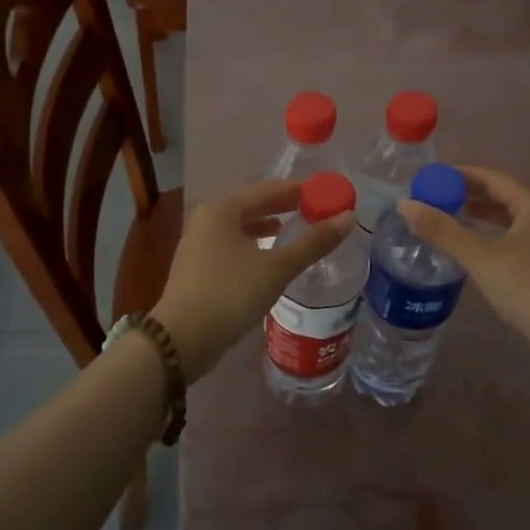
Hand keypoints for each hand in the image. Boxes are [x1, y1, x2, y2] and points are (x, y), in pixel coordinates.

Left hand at [151, 179, 353, 379]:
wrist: (182, 339)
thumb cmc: (230, 295)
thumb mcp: (277, 268)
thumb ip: (312, 243)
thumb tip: (348, 218)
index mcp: (222, 210)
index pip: (266, 189)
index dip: (297, 190)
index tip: (323, 192)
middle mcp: (206, 219)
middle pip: (250, 205)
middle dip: (281, 206)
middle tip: (313, 208)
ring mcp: (197, 244)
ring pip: (239, 225)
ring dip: (266, 225)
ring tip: (292, 228)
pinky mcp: (196, 267)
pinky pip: (231, 244)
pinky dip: (252, 244)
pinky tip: (267, 257)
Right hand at [396, 166, 529, 368]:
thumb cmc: (528, 285)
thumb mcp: (480, 256)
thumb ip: (442, 230)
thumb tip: (404, 204)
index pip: (492, 178)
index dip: (461, 175)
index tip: (432, 176)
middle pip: (500, 198)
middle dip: (467, 196)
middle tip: (433, 198)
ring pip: (506, 222)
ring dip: (477, 218)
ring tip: (446, 220)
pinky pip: (510, 242)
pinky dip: (488, 239)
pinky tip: (469, 251)